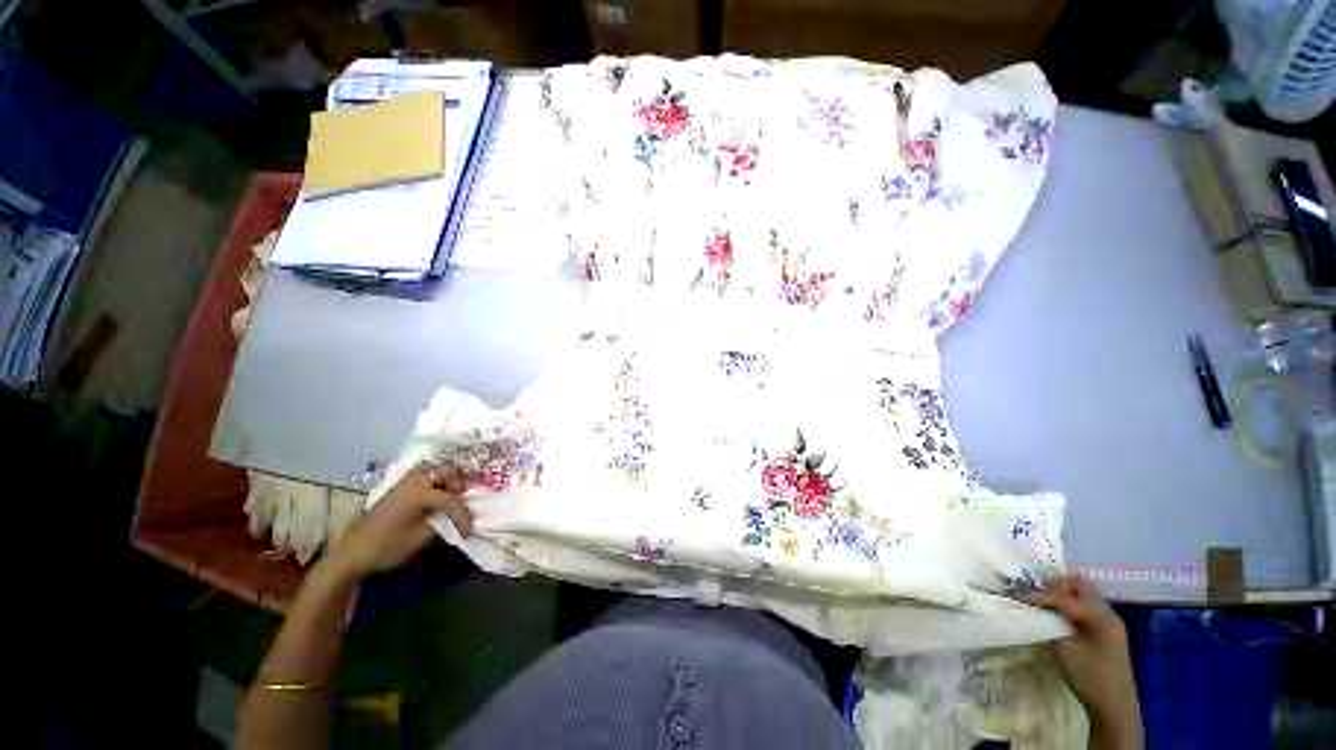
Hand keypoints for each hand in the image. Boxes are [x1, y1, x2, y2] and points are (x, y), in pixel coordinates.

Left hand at [324, 462, 471, 580]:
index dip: (463, 515)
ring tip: (446, 497)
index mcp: (419, 492)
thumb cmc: (386, 547)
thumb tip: (455, 519)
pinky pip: (421, 474)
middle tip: (457, 503)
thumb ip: (442, 523)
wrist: (350, 553)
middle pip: (445, 469)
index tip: (467, 531)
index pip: (451, 499)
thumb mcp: (419, 539)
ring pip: (432, 468)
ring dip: (444, 479)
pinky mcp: (397, 487)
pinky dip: (432, 481)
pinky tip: (432, 497)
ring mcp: (404, 482)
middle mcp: (413, 480)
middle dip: (456, 485)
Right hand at [1020, 574, 1142, 746]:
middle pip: (1080, 584)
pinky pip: (1087, 604)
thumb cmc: (1089, 677)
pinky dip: (1071, 603)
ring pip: (1084, 592)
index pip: (1064, 597)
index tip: (1016, 593)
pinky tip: (1059, 614)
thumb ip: (1051, 622)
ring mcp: (1110, 621)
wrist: (1115, 706)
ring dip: (1064, 593)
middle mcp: (1108, 612)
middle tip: (1035, 593)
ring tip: (1043, 602)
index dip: (1039, 595)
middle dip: (1055, 584)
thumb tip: (1035, 608)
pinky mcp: (1108, 629)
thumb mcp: (1065, 649)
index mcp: (1100, 617)